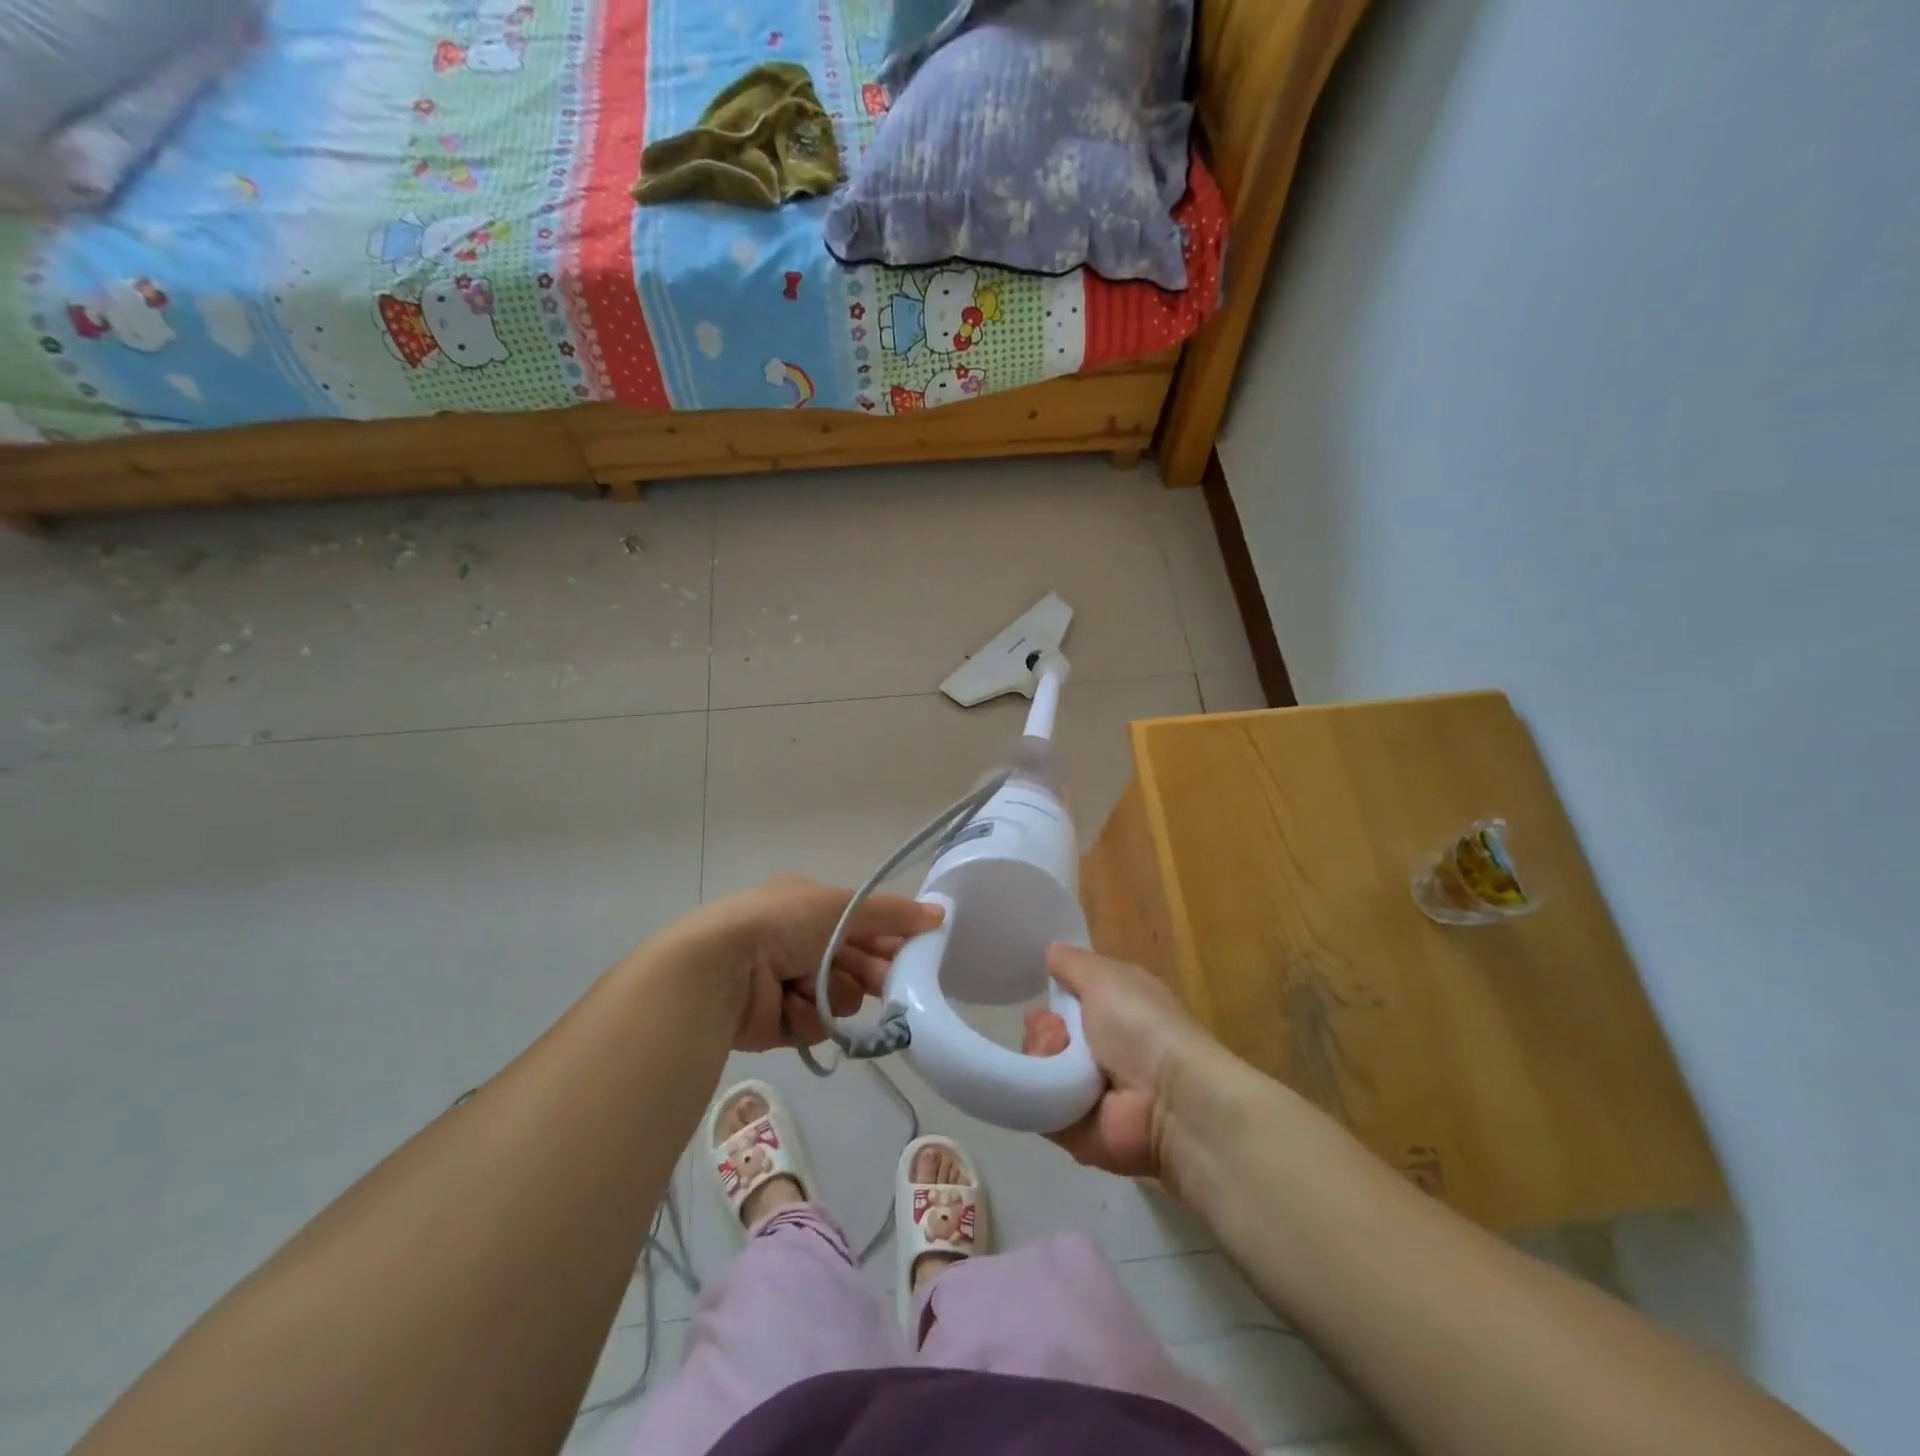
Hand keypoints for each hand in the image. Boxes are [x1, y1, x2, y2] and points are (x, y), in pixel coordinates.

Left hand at [696, 876, 943, 1051]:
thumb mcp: (841, 906)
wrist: (723, 967)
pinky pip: (816, 1024)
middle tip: (885, 983)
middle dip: (868, 973)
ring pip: (840, 998)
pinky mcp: (779, 1023)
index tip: (913, 953)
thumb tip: (941, 914)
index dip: (889, 940)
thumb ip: (892, 914)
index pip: (862, 925)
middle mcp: (798, 944)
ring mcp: (788, 984)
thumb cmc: (782, 923)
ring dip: (834, 994)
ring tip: (816, 988)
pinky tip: (794, 1007)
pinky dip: (809, 1016)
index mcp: (808, 908)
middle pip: (855, 965)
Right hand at [1021, 945, 1214, 1178]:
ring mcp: (1081, 1091)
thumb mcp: (1106, 977)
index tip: (1050, 993)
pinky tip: (1059, 1087)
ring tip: (1063, 1061)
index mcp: (1110, 1013)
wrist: (1167, 1098)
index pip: (1063, 1002)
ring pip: (1034, 1065)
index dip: (1052, 996)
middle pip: (1042, 1033)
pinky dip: (1040, 1093)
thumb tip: (1052, 950)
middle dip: (1042, 1028)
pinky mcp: (1069, 1128)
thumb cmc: (1142, 1025)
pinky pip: (1035, 1105)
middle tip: (1059, 1032)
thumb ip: (1074, 964)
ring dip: (1042, 1056)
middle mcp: (1096, 1050)